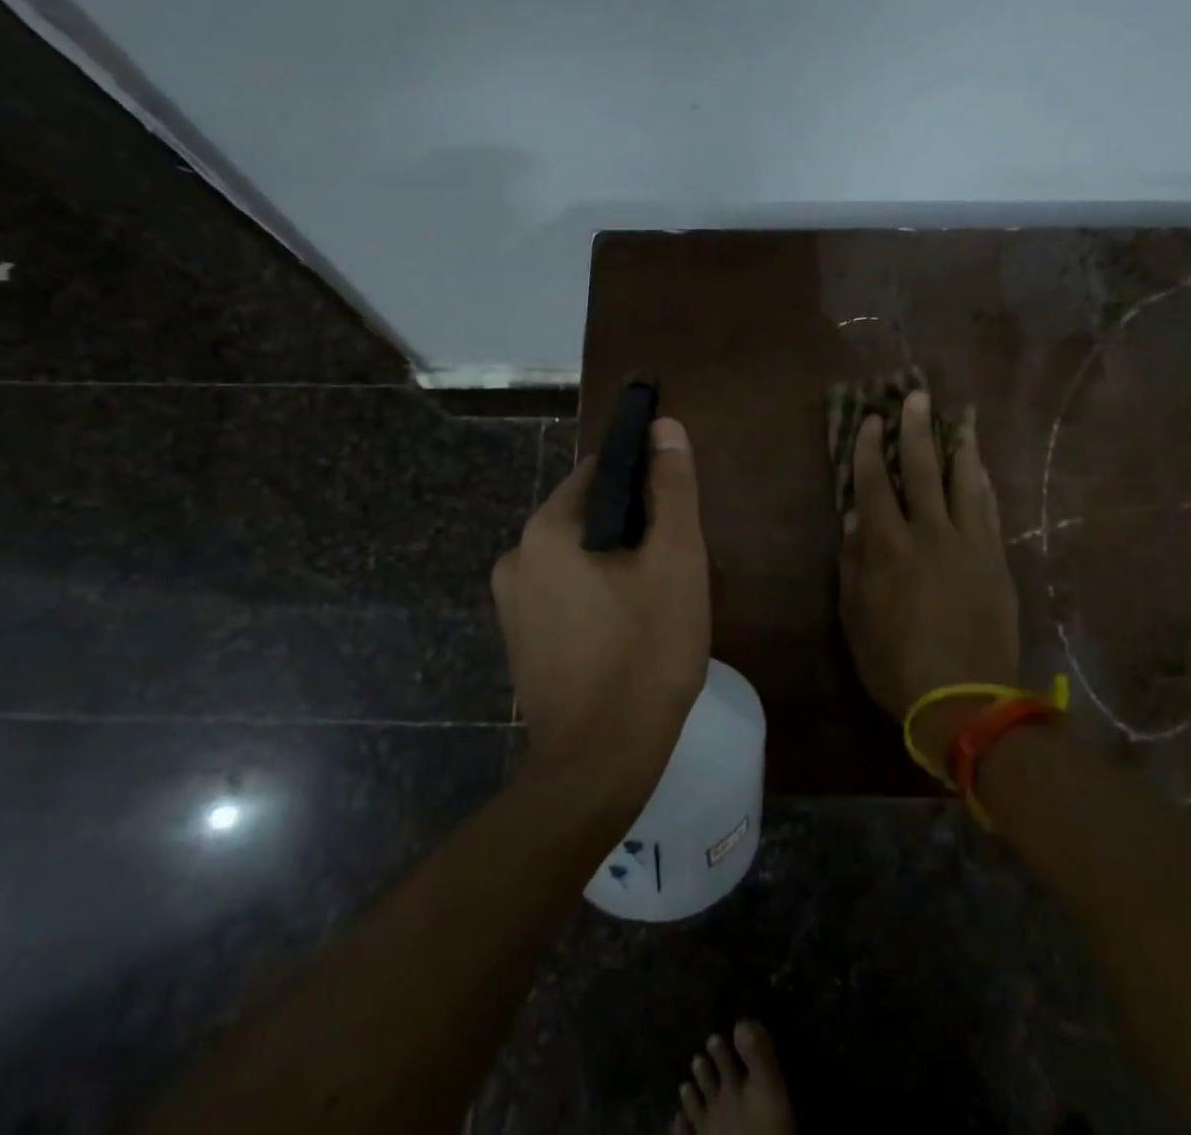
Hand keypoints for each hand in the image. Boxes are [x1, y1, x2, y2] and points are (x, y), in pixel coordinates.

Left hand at [491, 418, 710, 806]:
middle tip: (675, 565)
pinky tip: (627, 629)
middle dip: (633, 527)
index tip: (678, 509)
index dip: (646, 479)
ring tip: (657, 600)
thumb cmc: (645, 653)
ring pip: (578, 556)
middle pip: (588, 514)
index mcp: (548, 528)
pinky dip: (596, 594)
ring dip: (616, 562)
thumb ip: (671, 489)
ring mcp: (512, 602)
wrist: (599, 763)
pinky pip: (564, 592)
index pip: (601, 471)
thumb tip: (663, 426)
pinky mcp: (520, 639)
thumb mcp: (675, 561)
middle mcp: (516, 555)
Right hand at [839, 392, 1019, 767]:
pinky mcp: (996, 560)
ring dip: (961, 446)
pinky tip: (982, 468)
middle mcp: (930, 533)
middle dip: (918, 430)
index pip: (876, 485)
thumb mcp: (855, 617)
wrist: (964, 698)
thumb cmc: (895, 662)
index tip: (872, 420)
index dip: (871, 450)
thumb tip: (853, 521)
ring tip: (961, 418)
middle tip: (917, 396)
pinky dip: (984, 484)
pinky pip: (990, 510)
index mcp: (888, 546)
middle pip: (924, 470)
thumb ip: (853, 564)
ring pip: (965, 482)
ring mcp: (969, 544)